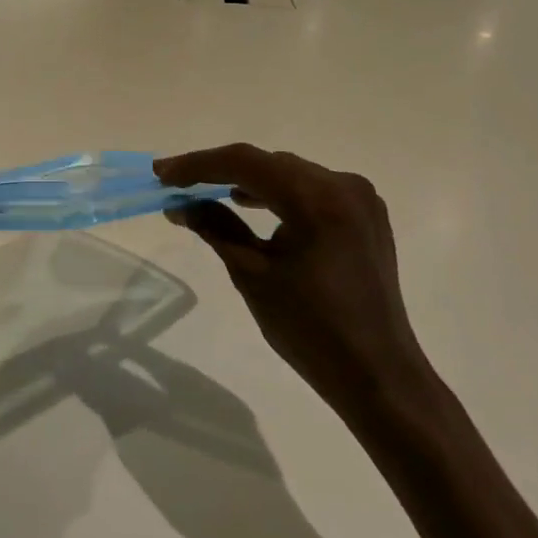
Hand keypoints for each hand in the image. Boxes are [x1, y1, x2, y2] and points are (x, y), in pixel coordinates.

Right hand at [155, 145, 435, 426]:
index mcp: (316, 198)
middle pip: (268, 163)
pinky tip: (251, 205)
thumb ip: (215, 227)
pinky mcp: (364, 216)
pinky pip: (311, 189)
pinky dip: (277, 193)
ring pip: (289, 173)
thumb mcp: (252, 274)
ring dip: (248, 180)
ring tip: (206, 193)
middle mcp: (343, 185)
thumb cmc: (309, 328)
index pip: (246, 163)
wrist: (377, 374)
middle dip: (220, 170)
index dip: (198, 165)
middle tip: (176, 183)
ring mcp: (360, 199)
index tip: (161, 174)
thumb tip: (179, 205)